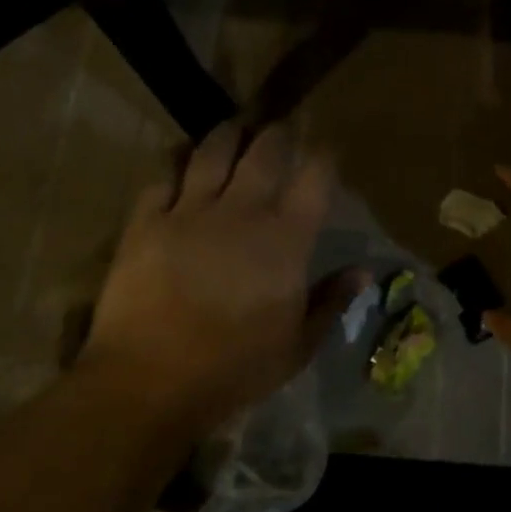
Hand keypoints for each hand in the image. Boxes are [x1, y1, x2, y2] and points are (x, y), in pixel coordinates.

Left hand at [85, 122, 364, 431]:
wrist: (149, 381)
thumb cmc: (234, 368)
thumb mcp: (297, 345)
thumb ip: (331, 302)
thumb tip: (363, 273)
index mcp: (286, 238)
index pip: (315, 177)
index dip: (324, 156)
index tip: (327, 150)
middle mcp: (242, 211)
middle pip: (265, 152)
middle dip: (277, 134)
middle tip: (279, 131)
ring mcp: (190, 212)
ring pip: (212, 153)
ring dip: (227, 136)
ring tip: (234, 131)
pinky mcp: (146, 222)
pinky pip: (162, 177)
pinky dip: (175, 165)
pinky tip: (180, 162)